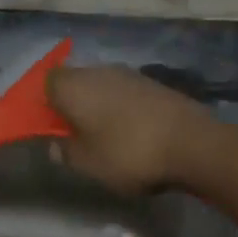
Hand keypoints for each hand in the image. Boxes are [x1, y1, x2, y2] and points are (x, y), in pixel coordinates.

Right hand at [45, 65, 216, 195]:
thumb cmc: (128, 153)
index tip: (49, 124)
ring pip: (101, 86)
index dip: (44, 101)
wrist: (193, 144)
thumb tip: (54, 145)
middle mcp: (98, 71)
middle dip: (72, 102)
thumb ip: (65, 153)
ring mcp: (129, 74)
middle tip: (74, 131)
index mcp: (73, 86)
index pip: (46, 81)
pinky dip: (122, 108)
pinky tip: (131, 131)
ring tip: (104, 134)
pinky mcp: (154, 84)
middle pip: (75, 80)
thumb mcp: (87, 164)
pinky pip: (125, 93)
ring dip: (99, 105)